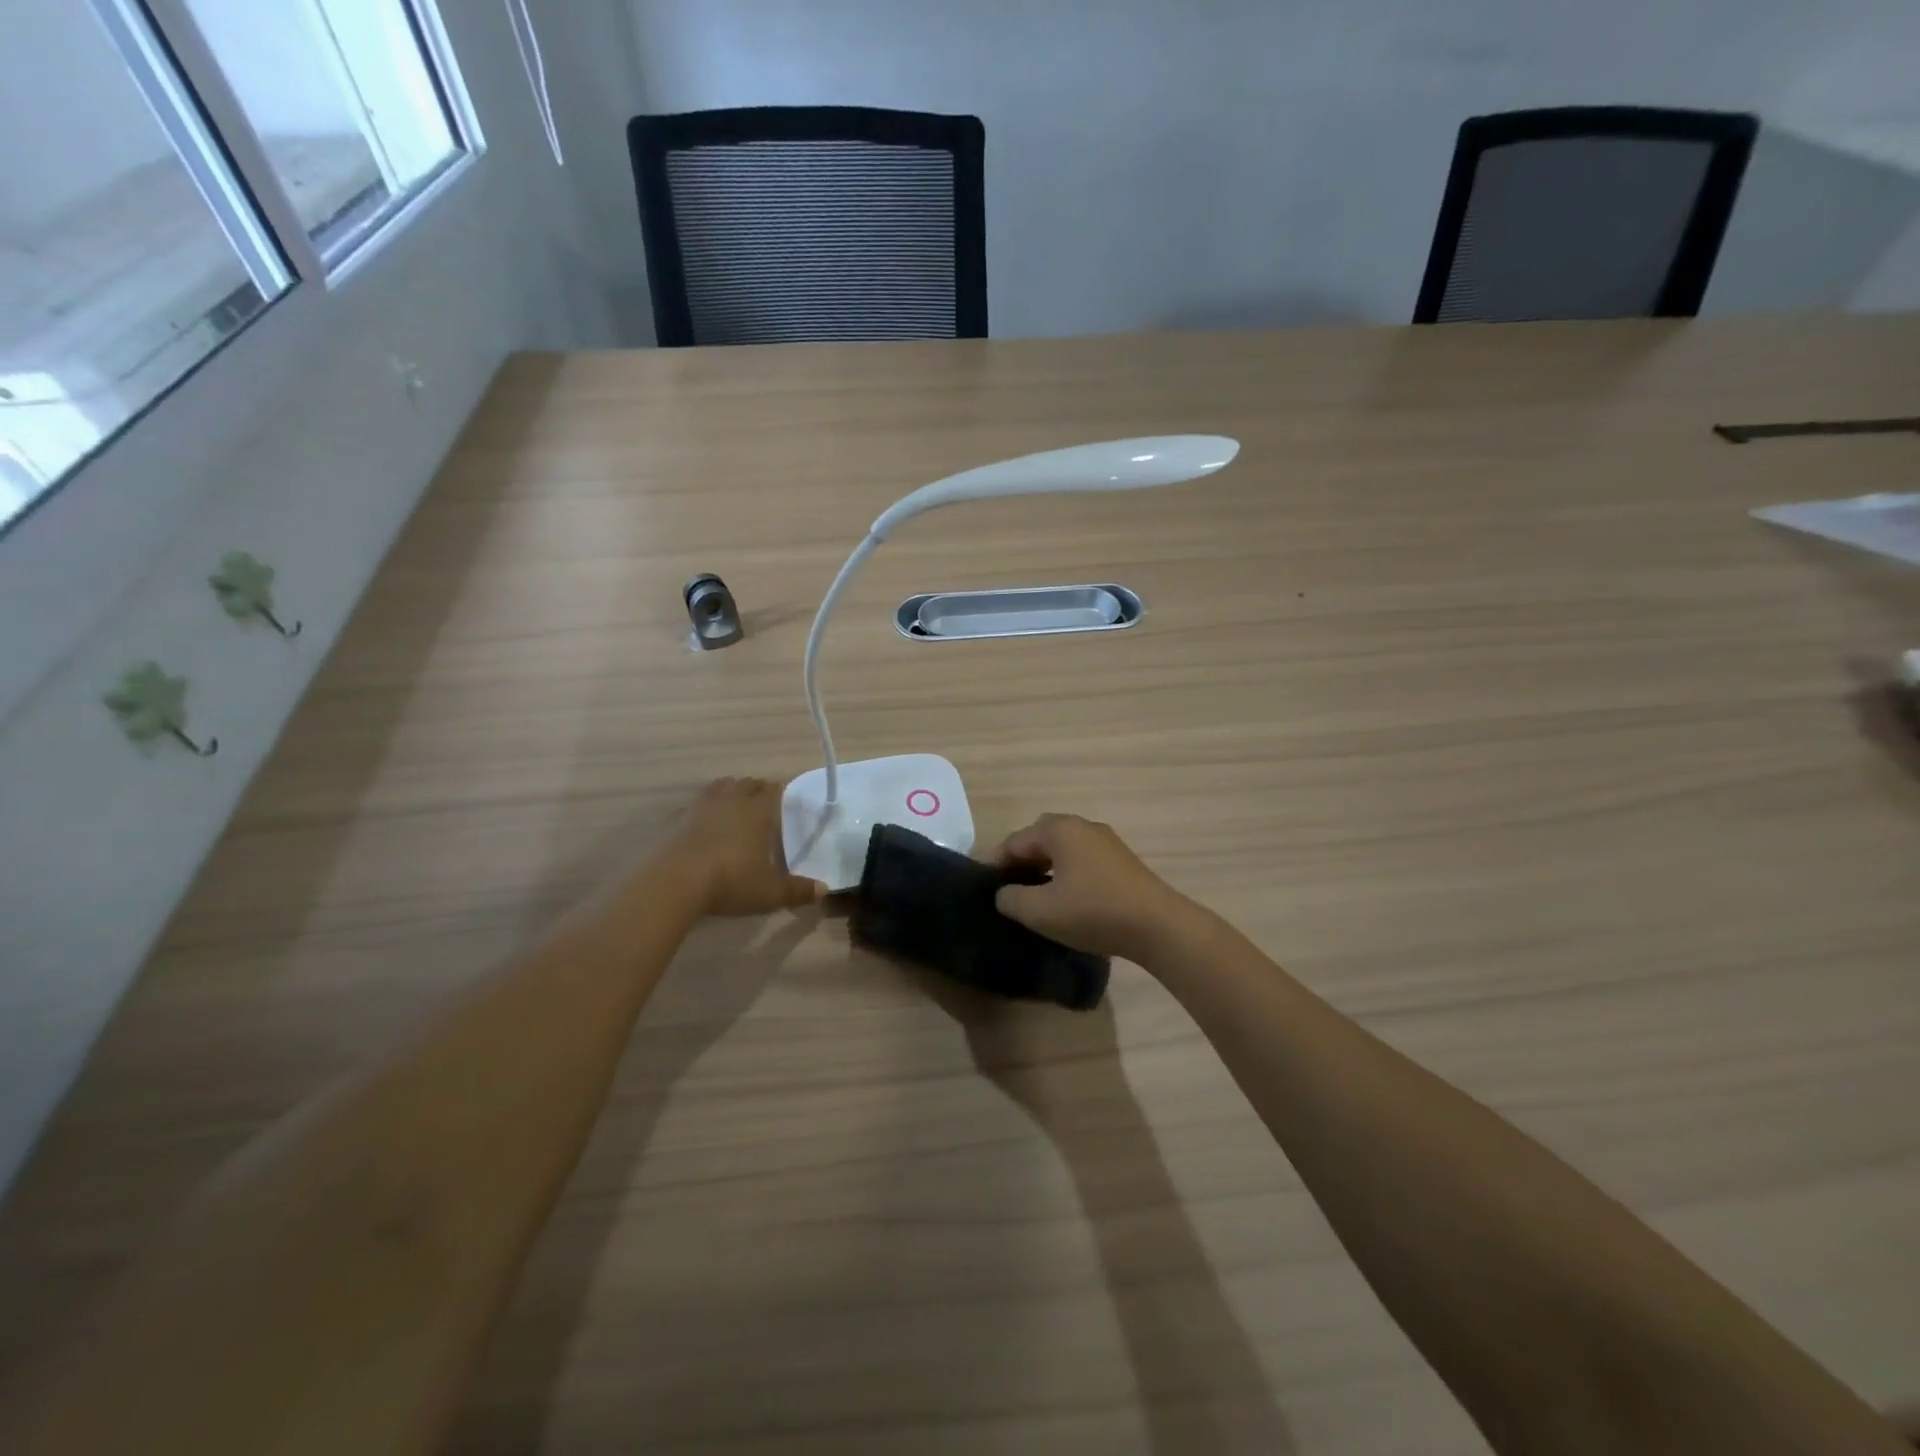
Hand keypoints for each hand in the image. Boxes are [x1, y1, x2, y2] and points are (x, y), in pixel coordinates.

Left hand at [671, 778, 822, 917]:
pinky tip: (702, 823)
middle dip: (756, 789)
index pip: (772, 790)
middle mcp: (730, 800)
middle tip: (762, 800)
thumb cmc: (731, 880)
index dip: (780, 790)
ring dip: (728, 791)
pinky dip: (702, 808)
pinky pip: (694, 804)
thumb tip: (824, 890)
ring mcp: (699, 807)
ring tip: (733, 804)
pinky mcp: (675, 819)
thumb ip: (797, 890)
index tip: (786, 796)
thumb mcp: (770, 892)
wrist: (674, 882)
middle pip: (745, 784)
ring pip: (718, 788)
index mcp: (756, 810)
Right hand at [990, 814, 1193, 962]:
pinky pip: (1082, 859)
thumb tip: (1004, 894)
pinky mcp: (1122, 860)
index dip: (996, 864)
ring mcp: (1106, 841)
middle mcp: (1082, 826)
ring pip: (1063, 848)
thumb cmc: (1093, 912)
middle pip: (1039, 838)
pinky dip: (1066, 872)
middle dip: (1021, 860)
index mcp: (1058, 830)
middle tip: (1008, 888)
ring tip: (1035, 895)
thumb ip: (1010, 899)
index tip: (984, 887)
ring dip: (1044, 867)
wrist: (1158, 925)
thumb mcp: (1040, 911)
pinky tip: (1066, 898)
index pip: (1014, 841)